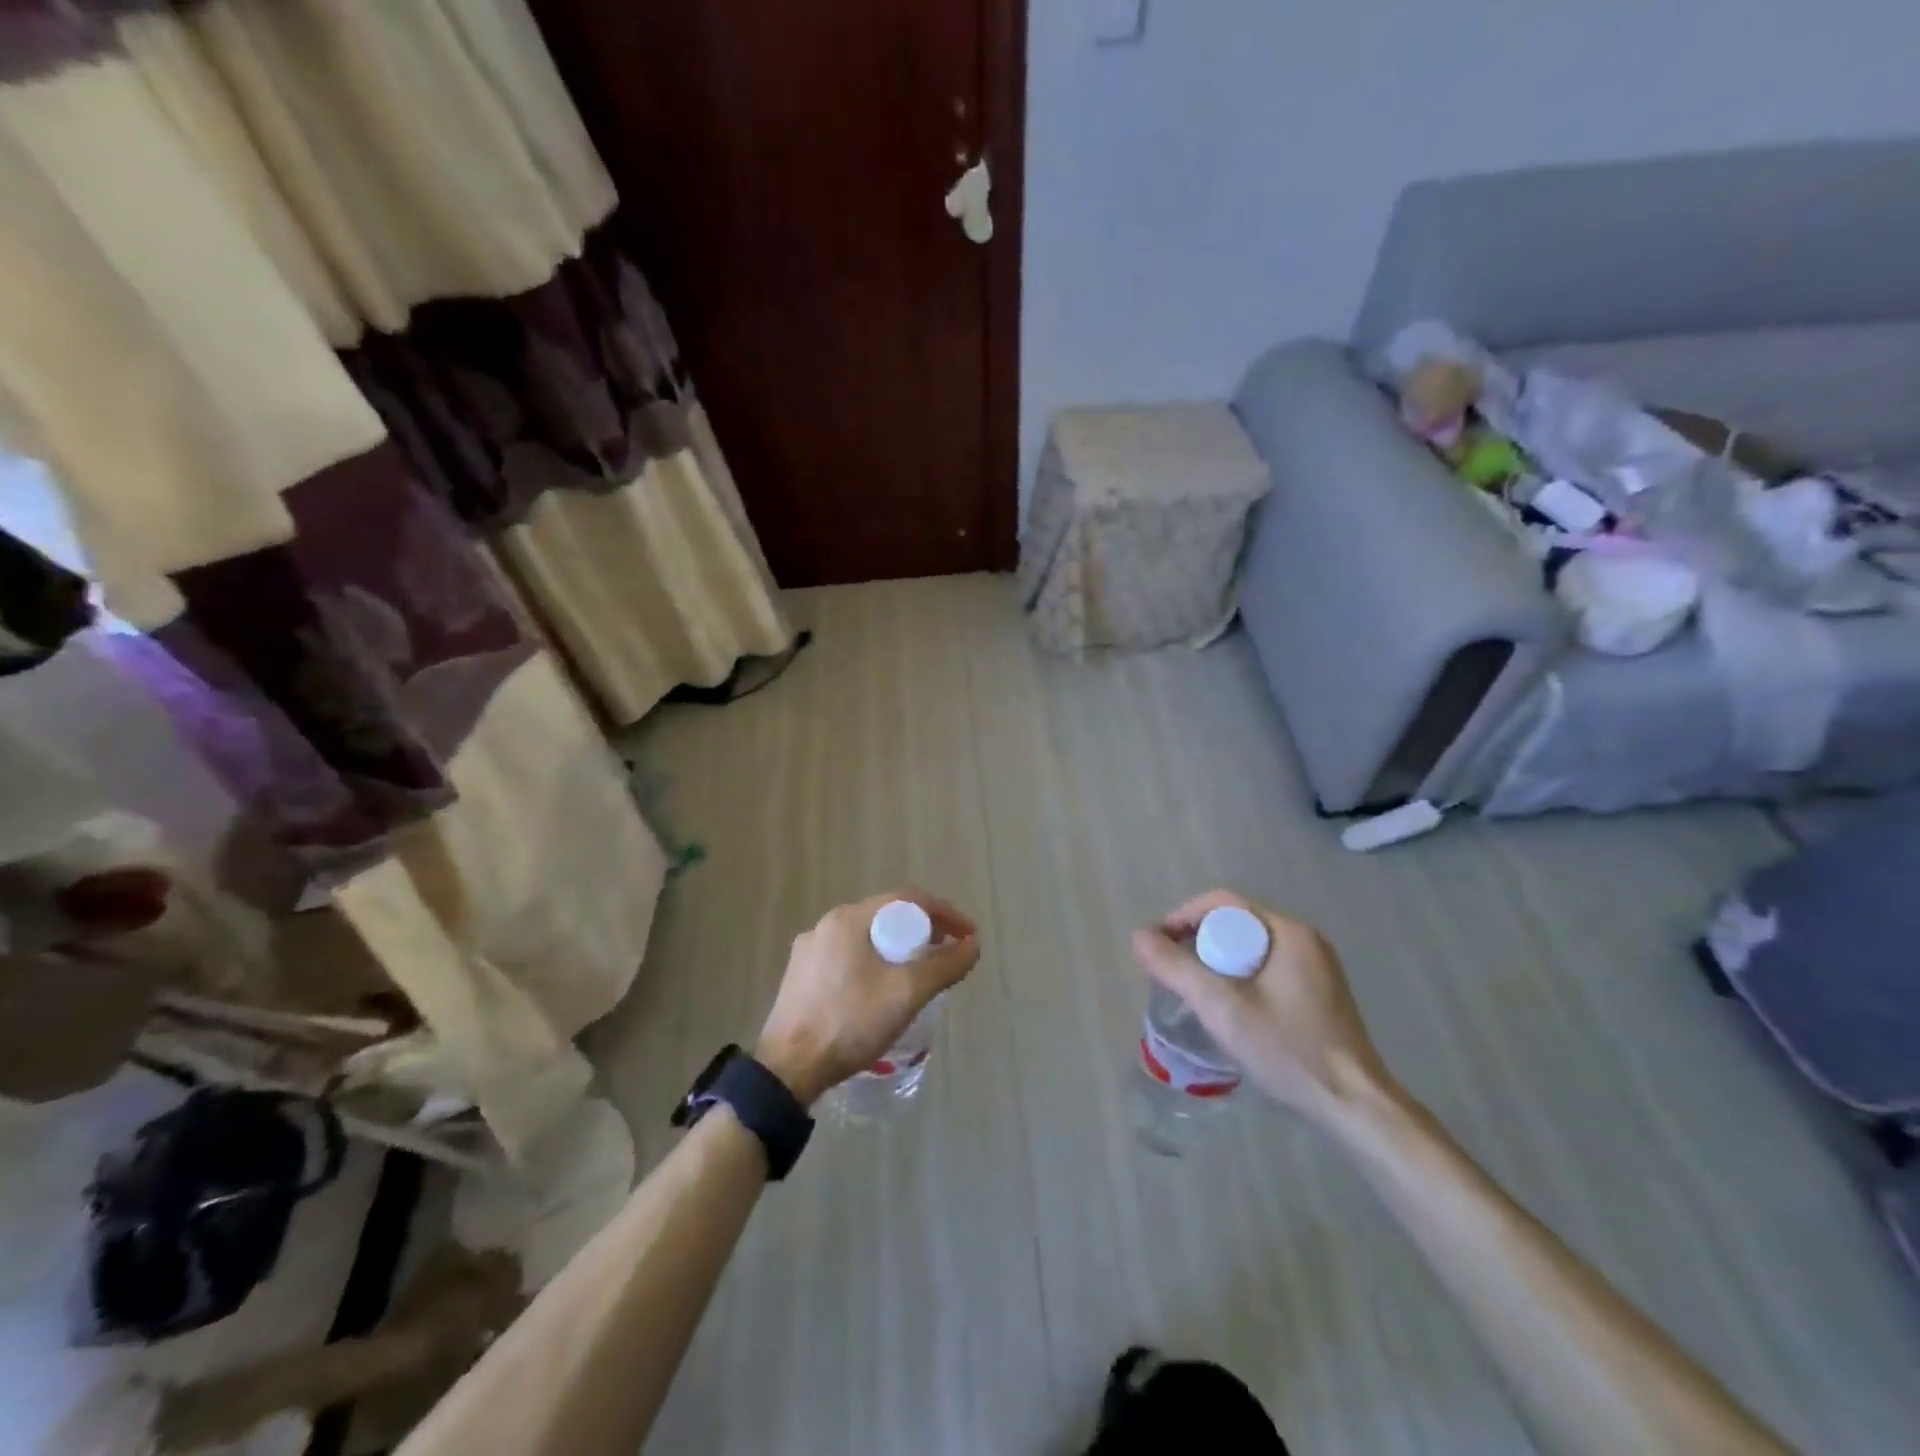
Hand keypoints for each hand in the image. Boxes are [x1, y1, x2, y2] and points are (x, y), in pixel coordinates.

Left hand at [756, 890, 979, 1104]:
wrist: (787, 1070)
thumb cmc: (849, 1022)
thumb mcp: (906, 994)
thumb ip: (943, 966)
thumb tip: (972, 946)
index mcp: (849, 919)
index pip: (907, 899)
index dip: (944, 913)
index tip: (967, 936)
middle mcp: (826, 926)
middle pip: (886, 916)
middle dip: (922, 931)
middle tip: (946, 954)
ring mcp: (809, 952)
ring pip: (866, 939)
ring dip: (897, 950)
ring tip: (918, 975)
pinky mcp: (800, 978)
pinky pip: (848, 959)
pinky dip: (873, 965)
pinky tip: (881, 992)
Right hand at [1131, 890, 1391, 1126]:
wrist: (1355, 1107)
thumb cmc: (1288, 1050)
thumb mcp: (1223, 1008)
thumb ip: (1176, 969)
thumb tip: (1138, 936)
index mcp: (1288, 932)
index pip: (1223, 903)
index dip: (1183, 916)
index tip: (1157, 945)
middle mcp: (1304, 939)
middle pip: (1235, 922)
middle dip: (1197, 940)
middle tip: (1172, 971)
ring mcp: (1315, 967)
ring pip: (1249, 947)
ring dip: (1216, 960)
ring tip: (1193, 990)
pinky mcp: (1318, 993)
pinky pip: (1265, 967)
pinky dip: (1239, 976)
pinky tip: (1229, 1008)